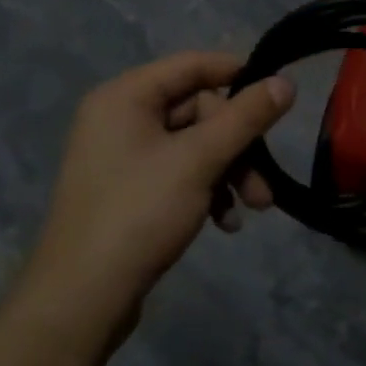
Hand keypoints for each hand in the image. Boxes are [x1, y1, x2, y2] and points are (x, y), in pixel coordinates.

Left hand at [18, 52, 293, 341]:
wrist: (80, 301)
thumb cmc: (139, 213)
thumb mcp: (200, 159)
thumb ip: (245, 117)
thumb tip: (285, 83)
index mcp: (125, 96)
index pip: (193, 65)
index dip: (238, 74)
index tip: (278, 94)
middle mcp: (120, 117)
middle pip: (198, 110)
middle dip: (238, 145)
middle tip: (263, 182)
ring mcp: (122, 156)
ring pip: (193, 145)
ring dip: (229, 171)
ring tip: (254, 207)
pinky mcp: (128, 190)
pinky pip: (178, 172)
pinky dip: (206, 190)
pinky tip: (224, 223)